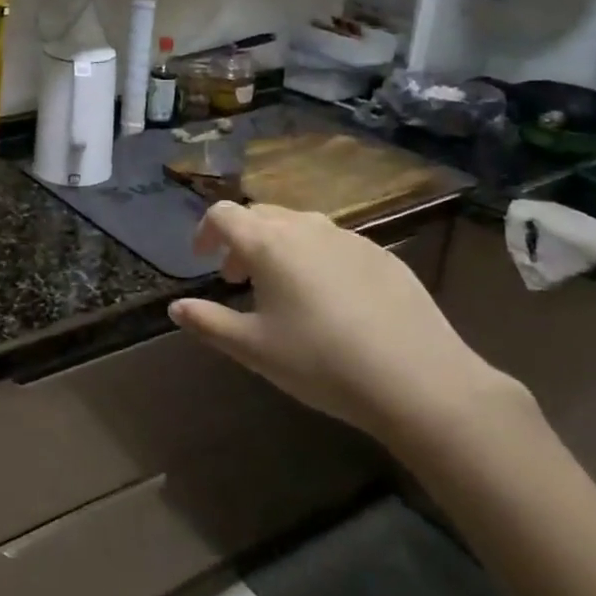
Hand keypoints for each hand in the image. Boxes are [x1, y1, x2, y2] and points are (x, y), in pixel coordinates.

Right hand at [167, 202, 518, 446]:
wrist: (420, 381)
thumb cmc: (322, 362)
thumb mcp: (254, 349)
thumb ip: (209, 322)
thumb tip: (175, 308)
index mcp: (268, 244)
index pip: (223, 214)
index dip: (205, 231)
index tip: (202, 259)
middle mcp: (305, 228)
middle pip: (260, 214)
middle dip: (241, 240)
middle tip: (238, 279)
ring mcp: (349, 237)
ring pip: (299, 226)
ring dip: (278, 246)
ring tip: (283, 288)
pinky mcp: (382, 254)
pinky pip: (335, 243)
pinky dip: (316, 257)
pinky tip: (331, 300)